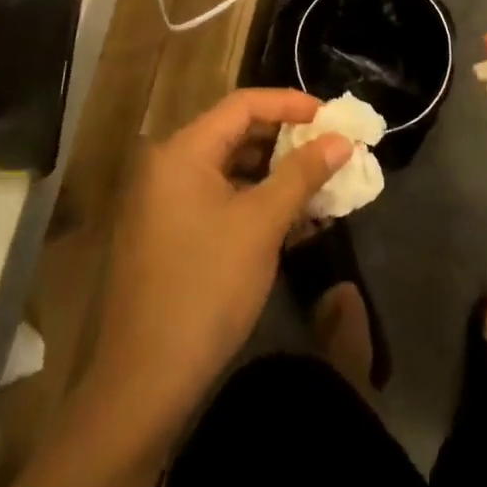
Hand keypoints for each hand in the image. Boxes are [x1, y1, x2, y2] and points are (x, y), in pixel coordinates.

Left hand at [84, 89, 351, 447]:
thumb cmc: (206, 288)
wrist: (145, 381)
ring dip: (274, 173)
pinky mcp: (168, 232)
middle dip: (286, 140)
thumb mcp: (262, 224)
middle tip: (330, 149)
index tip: (332, 117)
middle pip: (235, 133)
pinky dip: (254, 200)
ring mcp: (164, 201)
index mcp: (182, 151)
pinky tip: (290, 219)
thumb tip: (341, 140)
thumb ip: (302, 174)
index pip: (244, 104)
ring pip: (229, 168)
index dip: (291, 104)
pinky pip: (218, 197)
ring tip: (318, 184)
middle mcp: (167, 165)